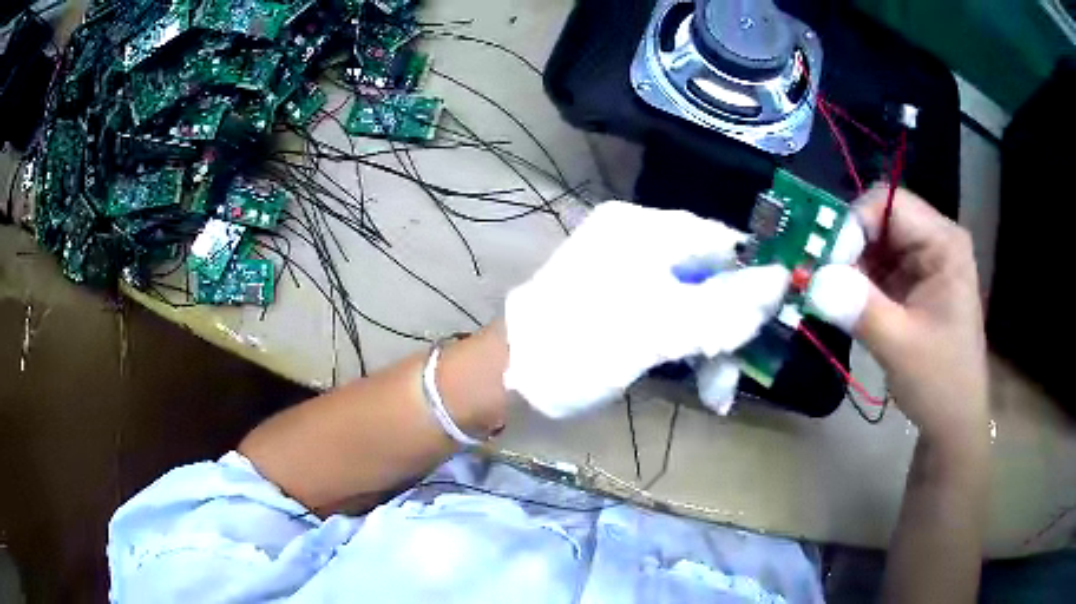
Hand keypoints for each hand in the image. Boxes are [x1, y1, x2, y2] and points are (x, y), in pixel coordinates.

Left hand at [504, 201, 788, 418]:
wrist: (510, 376)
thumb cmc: (579, 345)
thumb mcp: (657, 328)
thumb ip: (722, 306)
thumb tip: (780, 281)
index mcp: (645, 229)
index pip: (721, 240)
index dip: (752, 280)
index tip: (767, 325)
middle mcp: (640, 241)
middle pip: (710, 275)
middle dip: (728, 326)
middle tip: (732, 374)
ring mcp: (631, 272)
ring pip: (695, 301)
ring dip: (711, 345)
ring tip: (717, 393)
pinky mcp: (625, 302)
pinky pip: (673, 316)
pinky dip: (689, 347)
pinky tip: (701, 381)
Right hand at [810, 187, 987, 439]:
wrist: (954, 422)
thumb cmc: (941, 384)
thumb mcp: (901, 347)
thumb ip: (860, 309)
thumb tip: (813, 279)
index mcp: (944, 243)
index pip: (889, 204)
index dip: (852, 223)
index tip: (822, 262)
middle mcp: (934, 241)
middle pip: (878, 219)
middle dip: (845, 245)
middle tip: (815, 277)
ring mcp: (923, 262)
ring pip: (872, 243)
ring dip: (846, 266)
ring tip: (822, 293)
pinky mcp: (911, 283)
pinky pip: (875, 267)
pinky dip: (854, 282)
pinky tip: (839, 303)